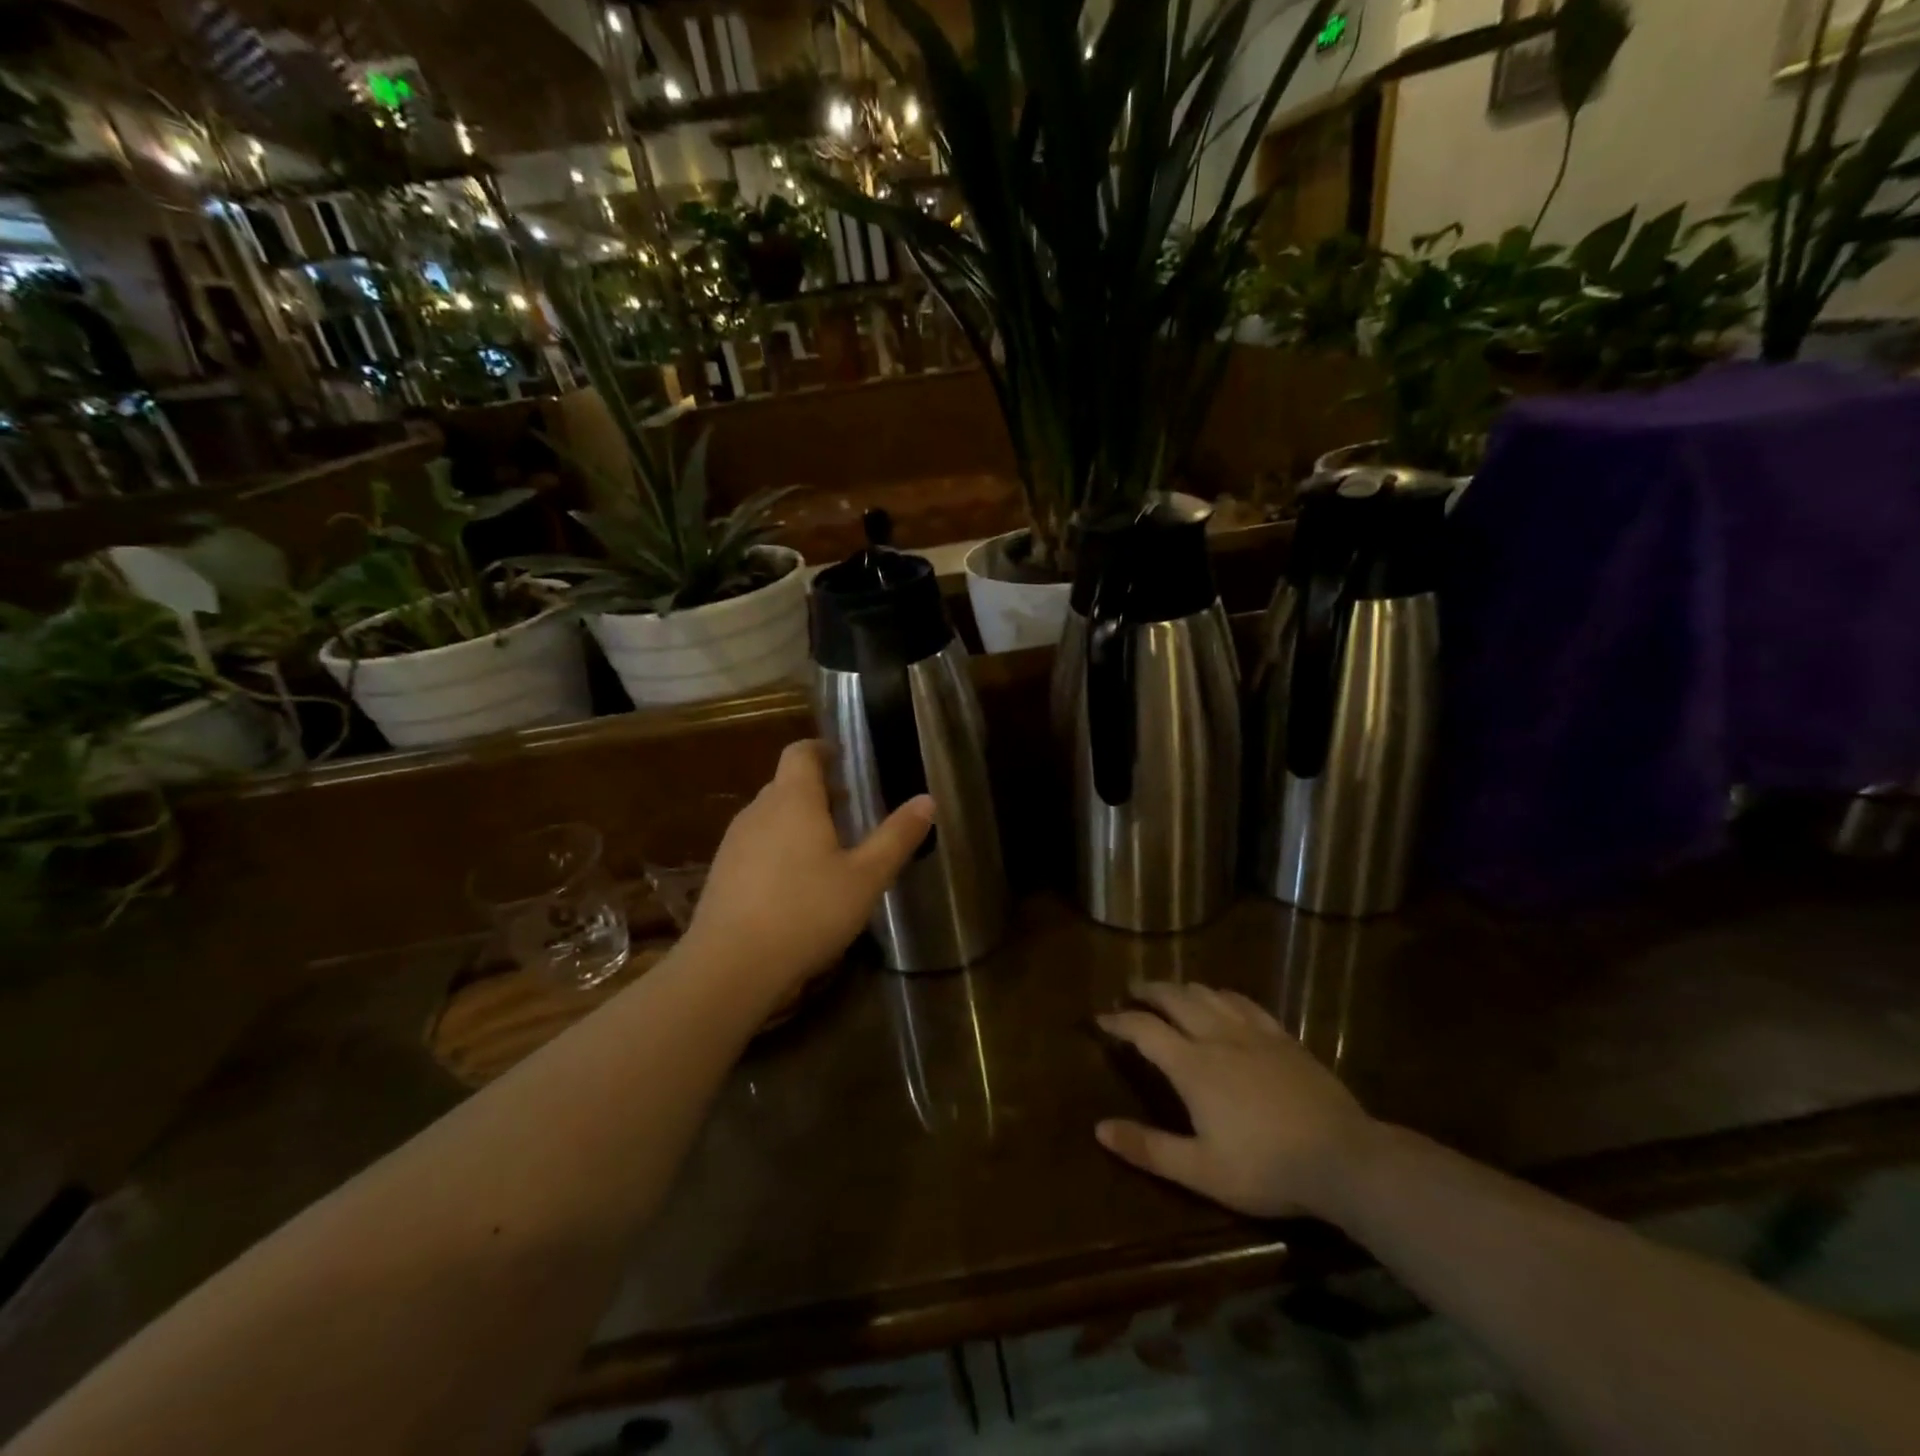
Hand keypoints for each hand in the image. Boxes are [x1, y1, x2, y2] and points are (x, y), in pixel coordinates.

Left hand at [682, 740, 933, 995]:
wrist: (730, 966)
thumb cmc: (807, 912)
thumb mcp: (866, 878)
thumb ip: (896, 837)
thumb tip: (927, 800)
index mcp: (793, 800)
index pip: (801, 752)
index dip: (821, 749)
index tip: (842, 758)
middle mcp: (758, 811)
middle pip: (786, 784)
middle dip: (816, 790)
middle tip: (848, 809)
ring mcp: (734, 842)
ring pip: (769, 816)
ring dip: (797, 820)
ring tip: (827, 849)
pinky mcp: (721, 873)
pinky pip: (755, 844)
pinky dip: (778, 848)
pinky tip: (795, 885)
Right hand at [1095, 983, 1375, 1219]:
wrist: (1343, 1158)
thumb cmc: (1266, 1168)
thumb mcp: (1201, 1170)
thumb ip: (1148, 1148)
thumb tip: (1100, 1129)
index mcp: (1192, 1065)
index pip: (1144, 1029)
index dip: (1119, 1021)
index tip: (1101, 1019)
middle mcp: (1217, 1037)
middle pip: (1174, 999)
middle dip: (1148, 991)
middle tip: (1131, 990)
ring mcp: (1253, 1033)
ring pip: (1208, 994)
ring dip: (1181, 988)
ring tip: (1170, 991)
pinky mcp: (1282, 1038)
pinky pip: (1244, 1002)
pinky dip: (1222, 994)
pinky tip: (1221, 998)